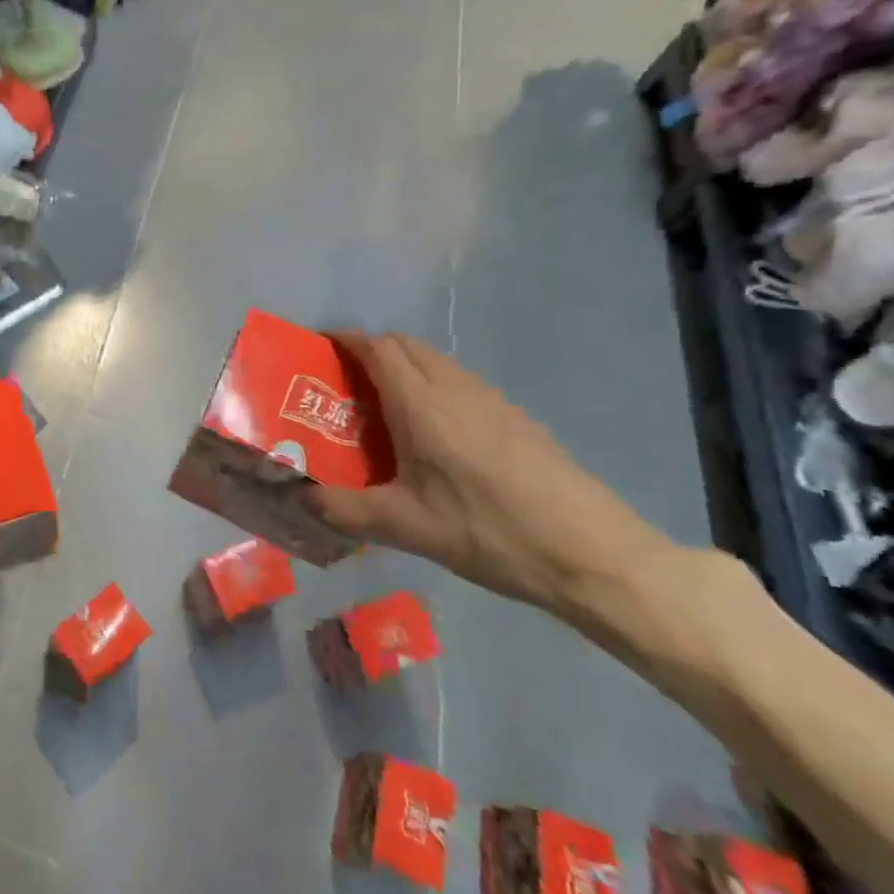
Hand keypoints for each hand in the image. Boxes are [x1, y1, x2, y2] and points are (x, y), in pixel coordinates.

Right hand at [304, 332, 676, 620]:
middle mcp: (454, 388)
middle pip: (405, 344)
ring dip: (403, 366)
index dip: (345, 339)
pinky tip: (433, 435)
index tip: (318, 347)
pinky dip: (432, 385)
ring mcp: (490, 399)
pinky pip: (459, 381)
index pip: (376, 347)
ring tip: (382, 408)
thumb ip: (345, 510)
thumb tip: (299, 498)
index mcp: (421, 404)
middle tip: (344, 382)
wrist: (594, 555)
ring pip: (435, 360)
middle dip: (370, 349)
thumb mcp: (407, 528)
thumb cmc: (491, 532)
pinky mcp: (515, 416)